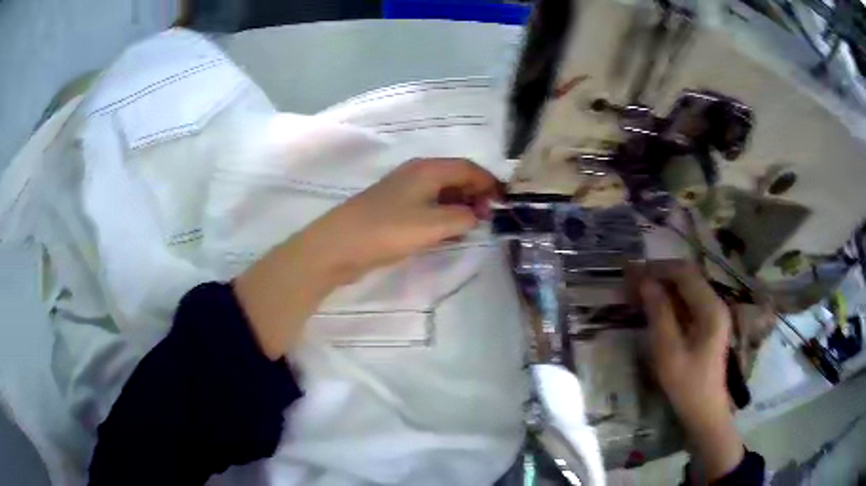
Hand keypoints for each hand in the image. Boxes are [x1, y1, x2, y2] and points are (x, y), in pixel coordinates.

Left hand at [235, 158, 499, 357]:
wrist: (338, 246)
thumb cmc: (386, 230)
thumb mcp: (432, 224)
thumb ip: (462, 217)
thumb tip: (475, 215)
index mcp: (427, 169)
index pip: (468, 168)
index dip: (489, 183)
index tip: (505, 203)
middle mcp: (416, 174)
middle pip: (456, 177)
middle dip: (476, 194)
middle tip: (490, 218)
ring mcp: (403, 191)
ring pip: (442, 192)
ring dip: (460, 206)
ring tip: (473, 227)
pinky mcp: (394, 209)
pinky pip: (428, 206)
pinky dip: (443, 215)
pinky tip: (448, 232)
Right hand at [639, 262, 744, 479]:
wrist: (705, 412)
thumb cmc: (687, 385)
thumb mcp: (668, 351)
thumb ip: (658, 313)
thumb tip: (644, 282)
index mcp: (710, 308)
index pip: (684, 272)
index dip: (658, 268)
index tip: (632, 273)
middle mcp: (715, 303)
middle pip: (687, 277)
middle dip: (659, 276)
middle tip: (631, 282)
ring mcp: (713, 314)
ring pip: (686, 289)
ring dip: (663, 287)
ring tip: (637, 292)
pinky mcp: (708, 325)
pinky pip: (688, 303)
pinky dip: (669, 301)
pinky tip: (653, 308)